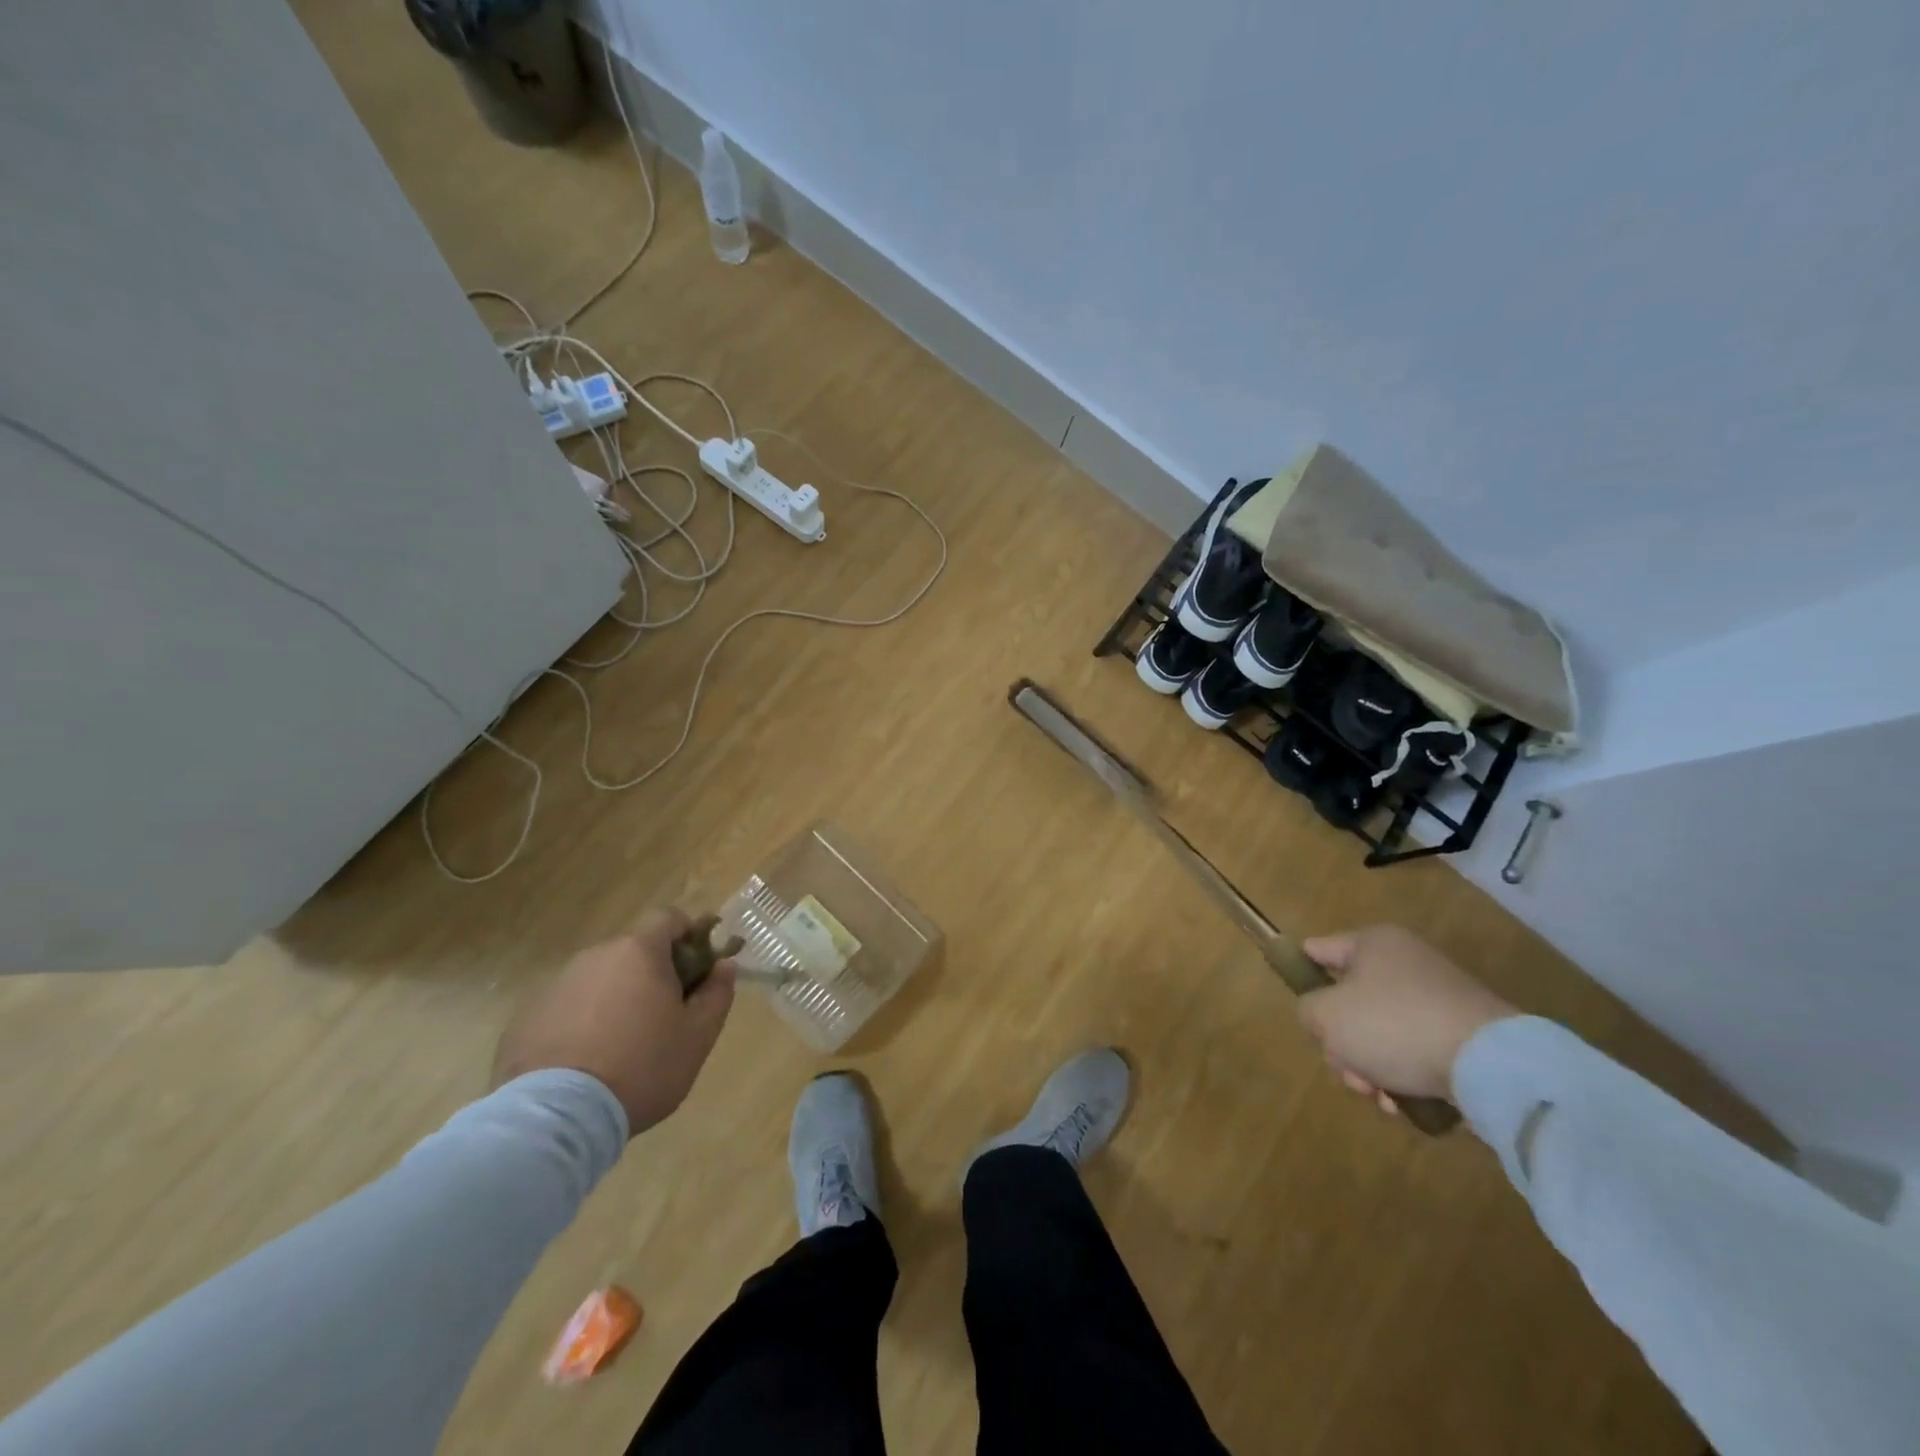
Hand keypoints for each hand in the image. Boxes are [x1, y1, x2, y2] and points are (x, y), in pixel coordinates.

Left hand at [493, 908, 734, 1135]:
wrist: (555, 1119)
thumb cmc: (642, 1068)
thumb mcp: (698, 1036)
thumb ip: (717, 993)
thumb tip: (724, 965)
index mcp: (638, 951)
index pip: (668, 918)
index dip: (688, 935)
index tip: (698, 967)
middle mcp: (595, 956)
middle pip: (633, 951)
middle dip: (652, 973)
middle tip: (664, 1015)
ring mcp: (556, 985)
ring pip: (599, 979)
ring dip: (616, 998)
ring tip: (621, 1045)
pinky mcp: (526, 1018)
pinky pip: (567, 1007)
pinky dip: (581, 1022)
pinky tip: (586, 1061)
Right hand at [1297, 925, 1515, 1109]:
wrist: (1490, 1065)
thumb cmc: (1394, 1025)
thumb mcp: (1326, 1015)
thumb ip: (1307, 1010)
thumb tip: (1323, 1017)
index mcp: (1373, 943)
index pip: (1319, 950)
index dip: (1302, 975)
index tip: (1302, 1008)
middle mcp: (1406, 963)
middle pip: (1350, 1002)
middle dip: (1341, 1042)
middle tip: (1346, 1069)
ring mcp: (1438, 999)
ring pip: (1381, 1033)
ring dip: (1369, 1067)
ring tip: (1377, 1095)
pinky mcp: (1463, 1035)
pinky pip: (1415, 1051)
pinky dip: (1403, 1076)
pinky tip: (1401, 1102)